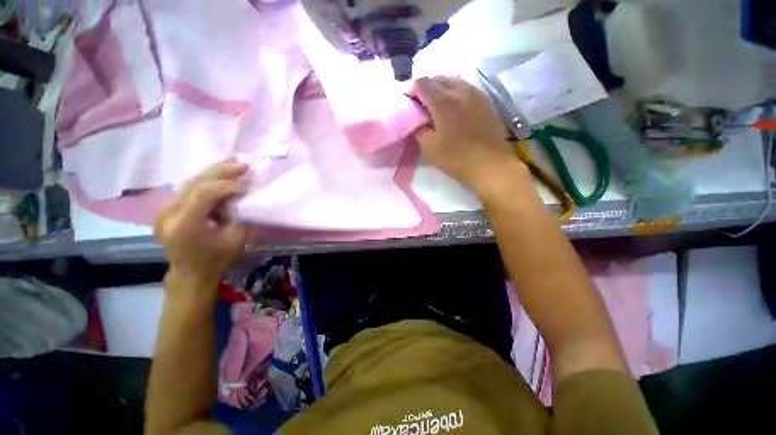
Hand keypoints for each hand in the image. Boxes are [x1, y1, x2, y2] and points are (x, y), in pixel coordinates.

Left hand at [155, 161, 248, 286]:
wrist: (190, 273)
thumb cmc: (216, 259)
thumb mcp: (236, 239)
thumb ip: (239, 215)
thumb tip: (243, 197)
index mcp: (185, 225)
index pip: (205, 193)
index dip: (229, 185)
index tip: (249, 184)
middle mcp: (169, 214)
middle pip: (195, 183)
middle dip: (221, 172)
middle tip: (242, 164)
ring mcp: (163, 211)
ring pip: (190, 183)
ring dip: (213, 174)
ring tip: (233, 166)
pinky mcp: (166, 210)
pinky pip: (187, 190)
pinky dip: (206, 182)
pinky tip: (219, 177)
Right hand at [411, 76, 526, 192]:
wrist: (490, 164)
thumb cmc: (456, 158)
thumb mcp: (430, 148)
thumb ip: (419, 130)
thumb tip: (415, 120)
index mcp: (443, 102)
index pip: (422, 83)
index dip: (412, 89)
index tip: (408, 101)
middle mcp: (460, 91)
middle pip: (439, 78)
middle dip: (427, 87)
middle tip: (421, 103)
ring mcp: (476, 94)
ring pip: (455, 81)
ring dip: (442, 88)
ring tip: (437, 104)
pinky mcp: (486, 102)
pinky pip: (467, 88)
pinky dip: (456, 92)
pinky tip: (455, 107)